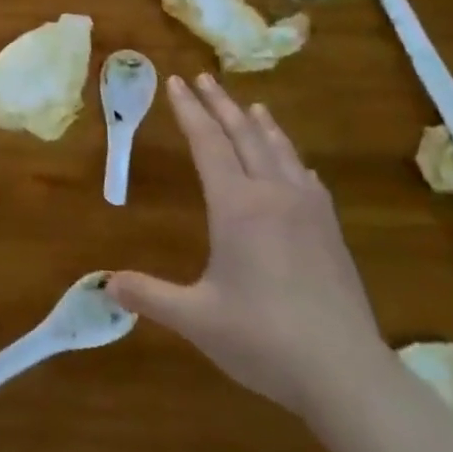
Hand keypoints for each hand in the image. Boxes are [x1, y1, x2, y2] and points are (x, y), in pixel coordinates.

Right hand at [109, 75, 384, 420]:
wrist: (347, 373)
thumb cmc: (263, 339)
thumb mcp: (196, 318)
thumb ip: (150, 295)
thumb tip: (105, 284)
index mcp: (237, 206)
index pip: (207, 143)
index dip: (189, 111)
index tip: (175, 81)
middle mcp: (273, 195)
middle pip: (244, 135)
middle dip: (220, 104)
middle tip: (203, 78)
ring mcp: (308, 211)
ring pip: (281, 151)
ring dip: (260, 124)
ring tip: (250, 105)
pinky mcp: (331, 232)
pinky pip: (307, 179)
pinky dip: (292, 159)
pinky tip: (296, 166)